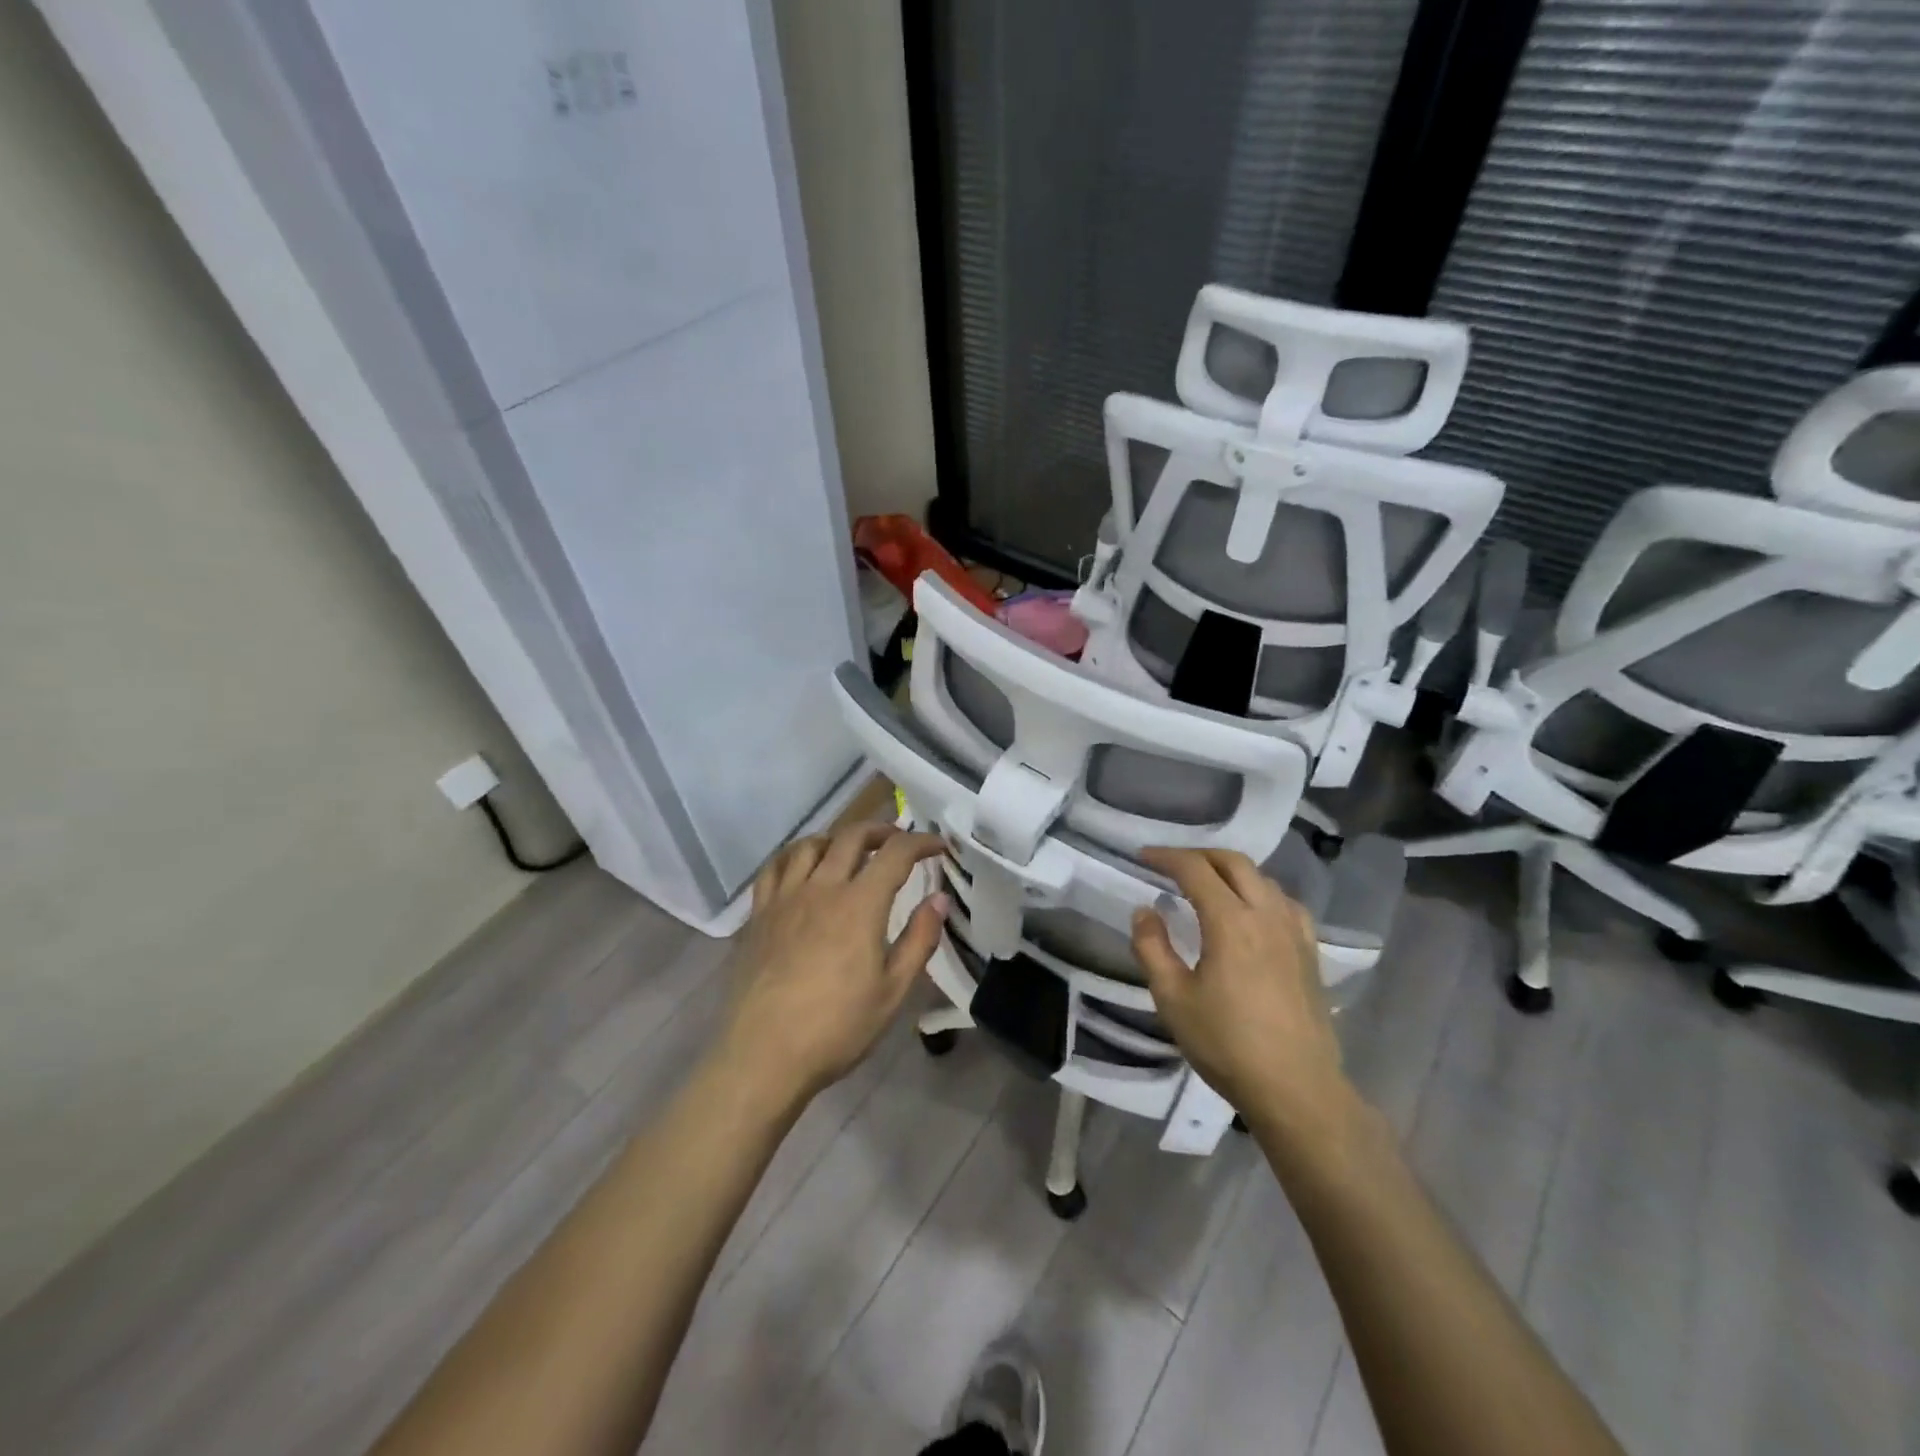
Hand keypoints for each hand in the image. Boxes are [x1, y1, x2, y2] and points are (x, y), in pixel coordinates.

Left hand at [718, 822, 948, 1107]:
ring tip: (851, 850)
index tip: (939, 846)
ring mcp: (785, 898)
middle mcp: (821, 888)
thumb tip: (939, 900)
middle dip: (882, 830)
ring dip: (837, 838)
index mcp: (860, 904)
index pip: (896, 853)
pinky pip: (774, 867)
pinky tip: (802, 867)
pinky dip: (794, 856)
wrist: (763, 1054)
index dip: (922, 842)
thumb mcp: (892, 991)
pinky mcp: (758, 914)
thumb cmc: (836, 1028)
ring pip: (810, 844)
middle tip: (899, 841)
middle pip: (852, 836)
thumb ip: (919, 939)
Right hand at [1129, 848, 1352, 1138]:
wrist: (1296, 1088)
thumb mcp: (1172, 999)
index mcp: (1231, 921)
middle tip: (1171, 864)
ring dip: (1230, 870)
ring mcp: (1294, 931)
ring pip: (1262, 878)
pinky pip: (1284, 902)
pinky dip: (1260, 891)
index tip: (1142, 857)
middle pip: (1234, 862)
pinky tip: (1252, 911)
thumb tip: (1145, 911)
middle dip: (1199, 855)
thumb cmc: (1227, 1044)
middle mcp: (1266, 914)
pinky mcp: (1310, 951)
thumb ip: (1152, 948)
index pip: (1195, 869)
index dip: (1166, 857)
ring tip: (1207, 883)